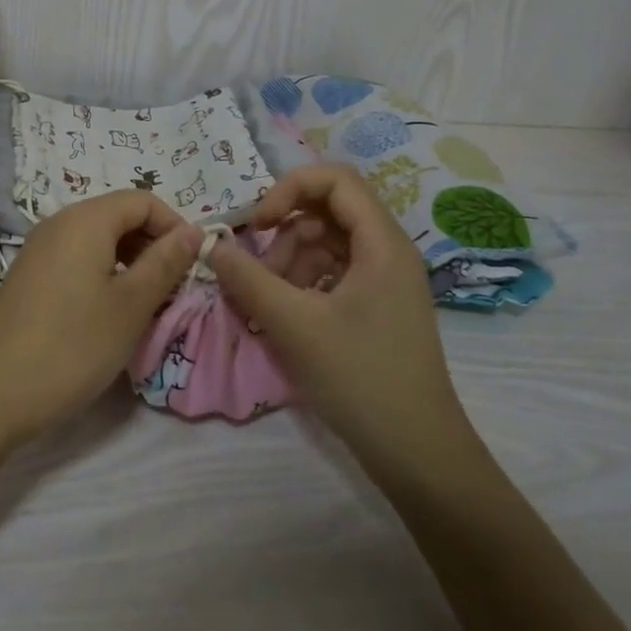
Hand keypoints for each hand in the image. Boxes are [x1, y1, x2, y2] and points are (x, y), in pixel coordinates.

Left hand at [0, 190, 201, 444]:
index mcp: (86, 219)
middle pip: (119, 216)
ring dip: (130, 262)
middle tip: (171, 290)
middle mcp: (59, 223)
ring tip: (144, 305)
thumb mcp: (131, 305)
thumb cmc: (73, 345)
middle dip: (153, 245)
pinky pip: (76, 258)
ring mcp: (39, 249)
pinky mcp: (29, 276)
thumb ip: (166, 262)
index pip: (143, 200)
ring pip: (98, 239)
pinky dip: (103, 274)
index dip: (174, 227)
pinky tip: (108, 313)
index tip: (191, 267)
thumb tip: (195, 230)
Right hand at [209, 165, 467, 455]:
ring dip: (290, 263)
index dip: (289, 189)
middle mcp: (388, 251)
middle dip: (284, 235)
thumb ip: (249, 279)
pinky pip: (333, 274)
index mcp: (382, 243)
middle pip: (328, 212)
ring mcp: (385, 281)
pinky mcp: (377, 307)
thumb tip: (213, 245)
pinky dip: (304, 285)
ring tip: (269, 304)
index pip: (336, 179)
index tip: (256, 224)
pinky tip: (286, 317)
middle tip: (259, 276)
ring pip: (327, 245)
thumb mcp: (294, 325)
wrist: (416, 451)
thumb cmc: (359, 378)